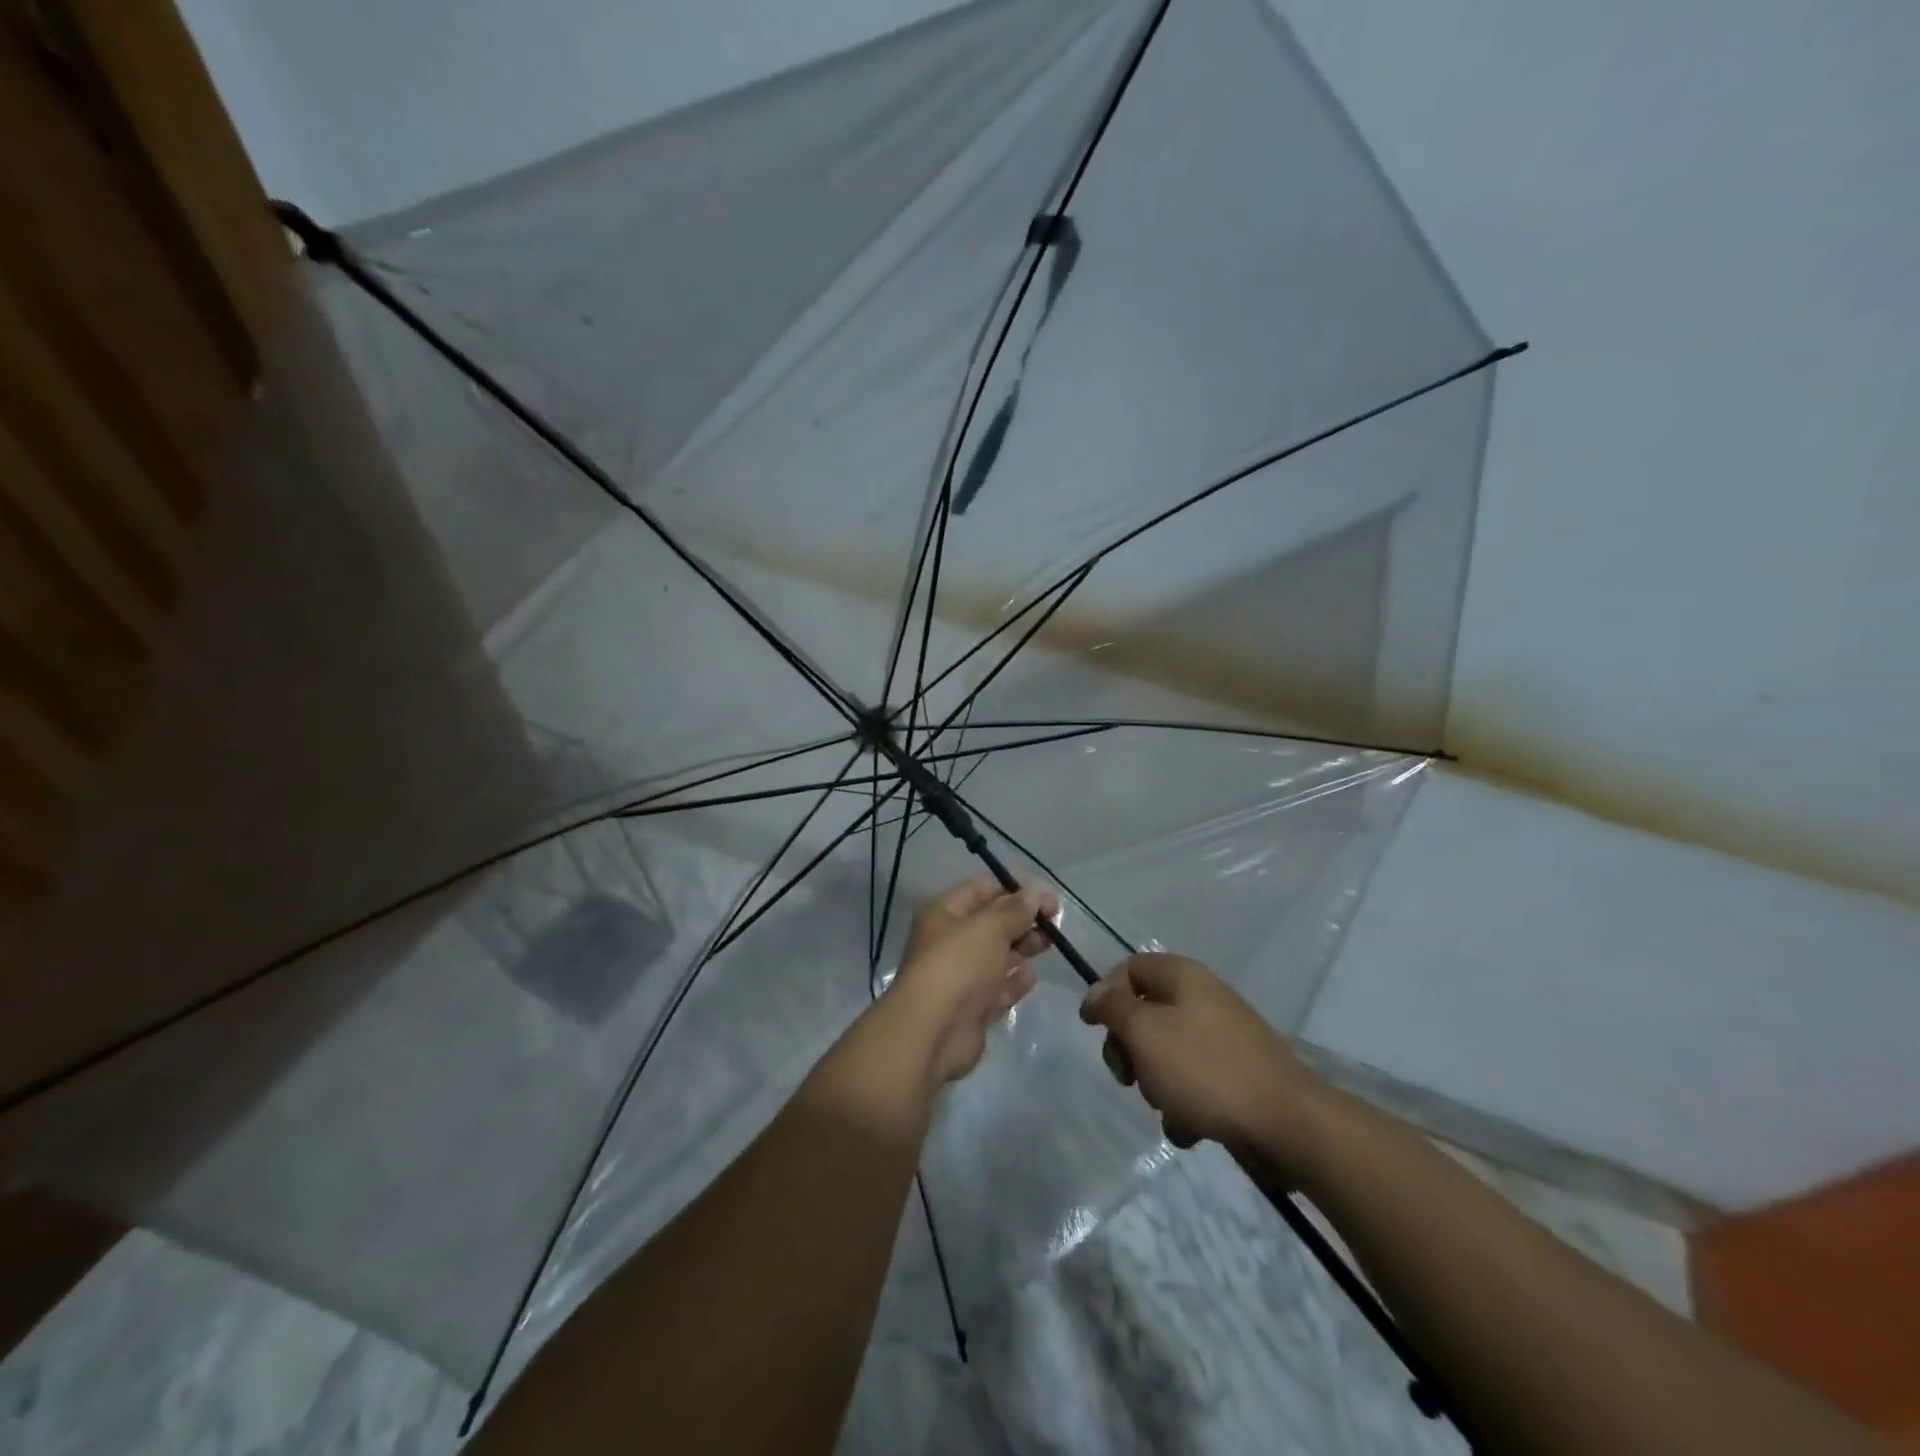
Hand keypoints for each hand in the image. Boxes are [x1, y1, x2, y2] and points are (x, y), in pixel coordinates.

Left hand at [887, 877, 1056, 1085]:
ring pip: (996, 956)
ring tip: (1048, 945)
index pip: (981, 889)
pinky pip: (997, 989)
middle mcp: (949, 942)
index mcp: (944, 914)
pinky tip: (1031, 977)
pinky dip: (1014, 982)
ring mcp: (960, 977)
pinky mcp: (971, 1009)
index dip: (1013, 889)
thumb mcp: (990, 927)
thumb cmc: (959, 965)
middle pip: (991, 924)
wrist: (933, 1031)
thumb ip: (1015, 910)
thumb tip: (1034, 893)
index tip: (1045, 897)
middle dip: (1022, 920)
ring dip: (1022, 949)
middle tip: (1054, 923)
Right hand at [1079, 953, 1324, 1156]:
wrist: (1286, 1124)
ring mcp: (1222, 1038)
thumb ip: (1113, 1007)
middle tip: (1127, 1075)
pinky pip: (1192, 1083)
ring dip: (1155, 1082)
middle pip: (1144, 1013)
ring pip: (1165, 1052)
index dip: (1105, 993)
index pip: (1129, 968)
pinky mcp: (1235, 1076)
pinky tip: (1191, 1126)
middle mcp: (1203, 999)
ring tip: (1167, 1105)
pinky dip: (1184, 1104)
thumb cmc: (1205, 1069)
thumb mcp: (1145, 1032)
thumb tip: (1097, 993)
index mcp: (1183, 976)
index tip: (1091, 1028)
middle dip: (1129, 1047)